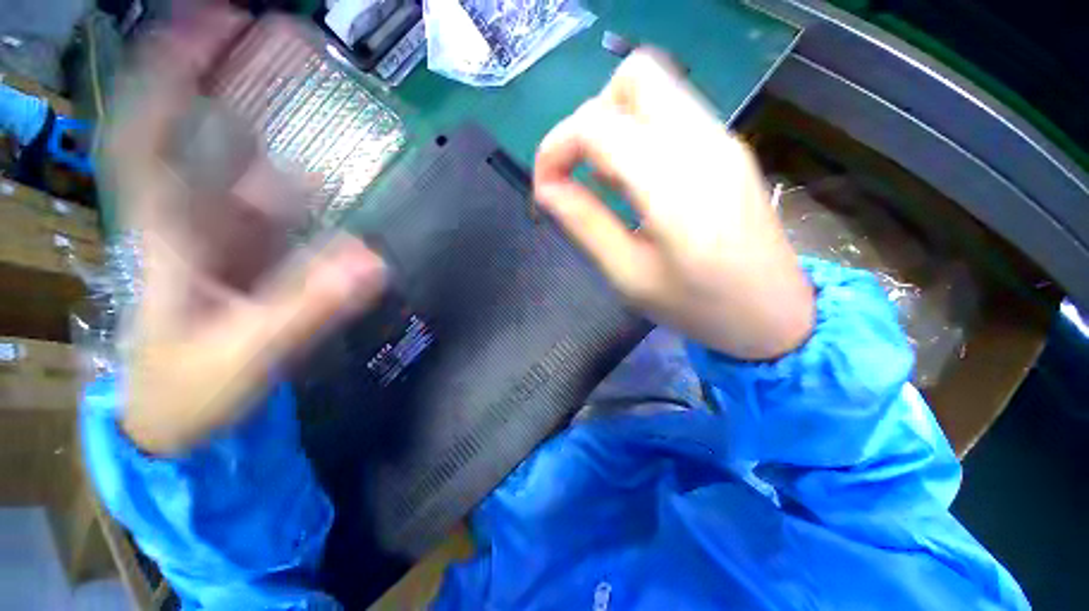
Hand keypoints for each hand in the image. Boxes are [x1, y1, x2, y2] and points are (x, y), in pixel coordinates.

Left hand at [108, 7, 385, 453]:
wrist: (178, 424)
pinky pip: (279, 211)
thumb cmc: (187, 393)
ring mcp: (227, 240)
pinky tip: (333, 176)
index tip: (218, 21)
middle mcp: (195, 221)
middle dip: (234, 79)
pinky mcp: (254, 261)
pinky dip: (304, 187)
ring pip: (247, 169)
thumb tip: (375, 260)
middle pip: (207, 134)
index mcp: (169, 234)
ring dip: (278, 128)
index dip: (175, 72)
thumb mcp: (245, 354)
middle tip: (282, 39)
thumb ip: (308, 307)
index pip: (154, 133)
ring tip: (317, 95)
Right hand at [534, 50, 813, 359]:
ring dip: (615, 125)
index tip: (545, 187)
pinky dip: (640, 134)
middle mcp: (702, 142)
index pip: (595, 124)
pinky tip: (637, 182)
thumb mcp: (628, 275)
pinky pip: (673, 114)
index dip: (555, 148)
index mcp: (672, 183)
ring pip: (655, 89)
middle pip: (633, 77)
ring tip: (607, 183)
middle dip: (590, 118)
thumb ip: (584, 225)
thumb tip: (546, 189)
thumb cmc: (696, 306)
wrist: (773, 315)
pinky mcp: (729, 148)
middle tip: (581, 171)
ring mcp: (722, 139)